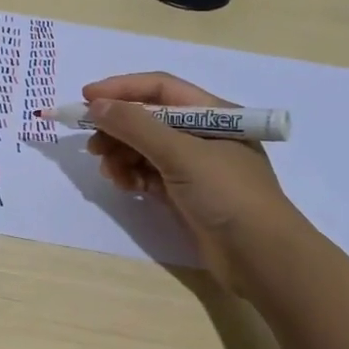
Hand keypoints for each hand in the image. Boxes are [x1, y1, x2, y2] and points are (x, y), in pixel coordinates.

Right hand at [83, 71, 294, 283]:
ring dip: (121, 154)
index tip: (86, 99)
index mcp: (213, 114)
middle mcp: (203, 135)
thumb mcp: (180, 153)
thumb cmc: (227, 194)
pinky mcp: (186, 194)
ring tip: (107, 170)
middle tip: (92, 144)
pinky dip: (132, 175)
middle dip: (118, 128)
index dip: (122, 89)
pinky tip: (123, 185)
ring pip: (146, 148)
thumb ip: (136, 126)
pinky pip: (150, 174)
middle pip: (149, 119)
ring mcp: (195, 167)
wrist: (262, 259)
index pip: (160, 89)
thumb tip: (96, 105)